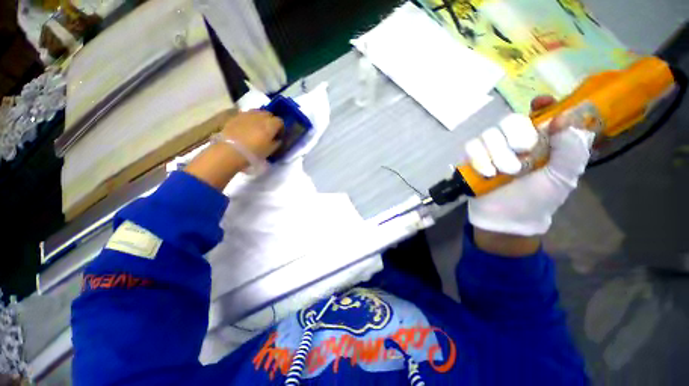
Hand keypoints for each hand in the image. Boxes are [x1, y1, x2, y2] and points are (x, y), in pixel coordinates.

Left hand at [219, 110, 283, 159]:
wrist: (230, 150)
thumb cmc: (254, 152)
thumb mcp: (270, 150)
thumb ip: (276, 142)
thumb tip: (278, 138)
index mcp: (271, 124)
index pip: (280, 121)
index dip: (281, 128)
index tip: (279, 135)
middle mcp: (260, 116)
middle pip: (269, 114)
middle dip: (271, 121)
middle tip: (269, 131)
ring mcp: (247, 114)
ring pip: (257, 112)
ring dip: (260, 118)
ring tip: (258, 128)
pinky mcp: (236, 116)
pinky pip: (247, 114)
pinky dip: (250, 119)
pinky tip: (247, 127)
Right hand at [467, 96, 594, 255]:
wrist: (506, 218)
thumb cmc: (539, 198)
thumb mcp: (564, 176)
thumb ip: (571, 148)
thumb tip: (564, 118)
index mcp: (541, 140)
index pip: (540, 112)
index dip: (541, 104)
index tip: (540, 104)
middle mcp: (514, 140)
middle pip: (510, 119)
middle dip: (515, 136)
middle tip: (524, 155)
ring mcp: (491, 149)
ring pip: (488, 133)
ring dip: (498, 154)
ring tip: (505, 173)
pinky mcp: (472, 158)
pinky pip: (471, 147)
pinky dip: (479, 159)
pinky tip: (488, 174)